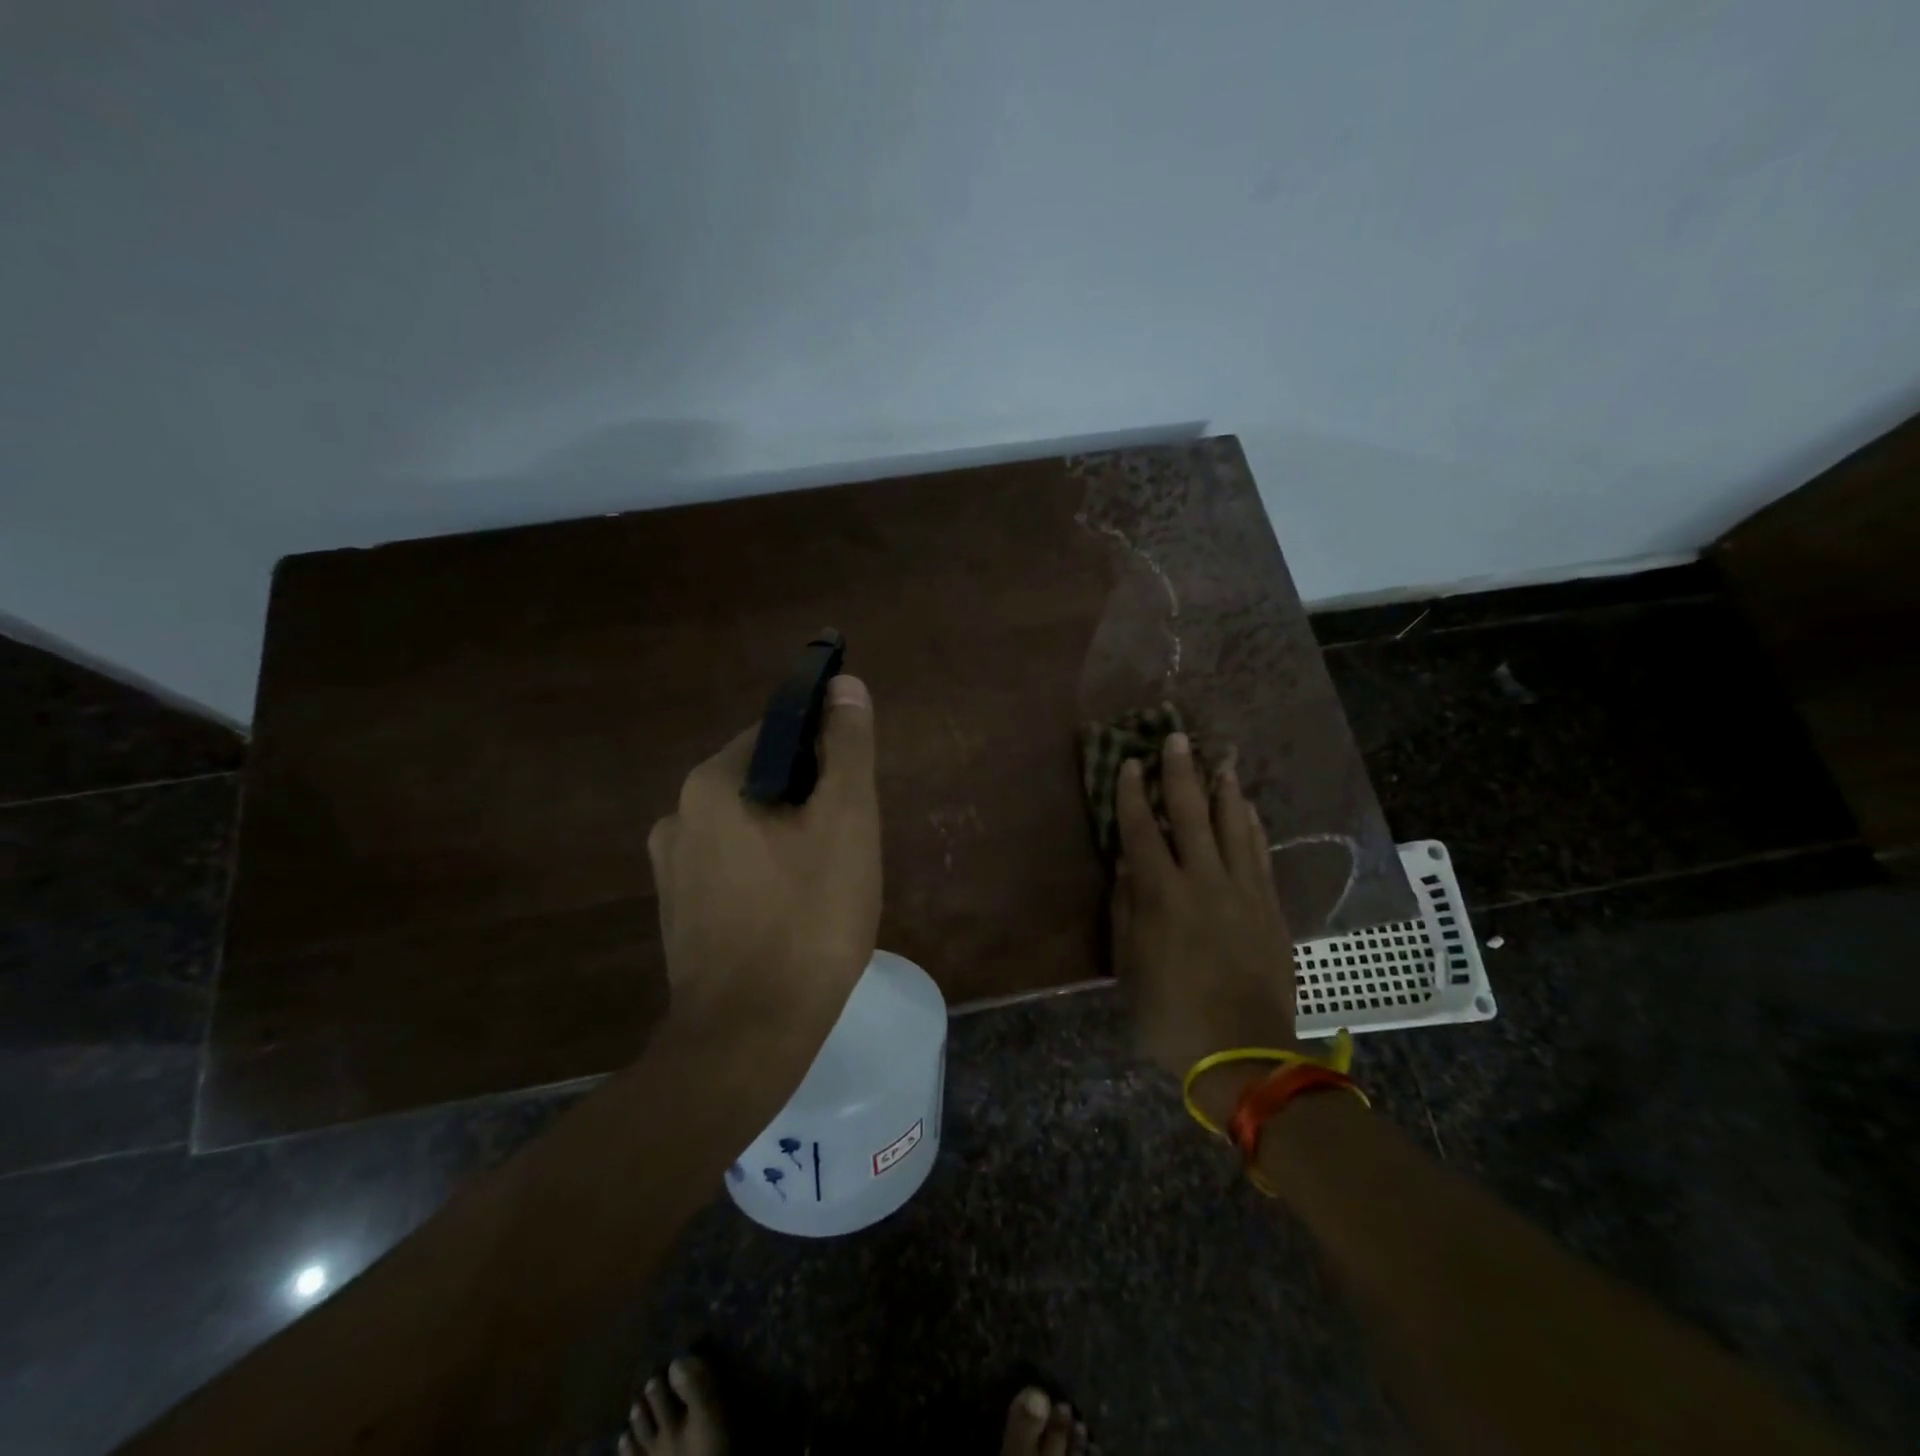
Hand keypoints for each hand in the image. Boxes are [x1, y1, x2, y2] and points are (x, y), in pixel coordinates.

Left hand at [647, 675, 881, 1065]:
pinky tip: (795, 913)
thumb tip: (845, 686)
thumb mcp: (846, 822)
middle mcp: (678, 817)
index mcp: (711, 785)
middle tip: (850, 845)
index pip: (776, 734)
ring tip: (829, 883)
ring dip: (790, 840)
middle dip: (810, 802)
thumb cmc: (808, 920)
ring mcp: (672, 871)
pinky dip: (767, 875)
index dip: (824, 754)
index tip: (854, 793)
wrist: (750, 1038)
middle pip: (762, 782)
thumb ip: (847, 748)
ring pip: (749, 829)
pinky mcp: (679, 914)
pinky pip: (733, 870)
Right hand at [1111, 733, 1297, 1117]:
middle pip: (1190, 815)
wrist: (1244, 1054)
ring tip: (1221, 761)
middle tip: (1178, 739)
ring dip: (1224, 791)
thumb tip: (1125, 867)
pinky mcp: (1269, 908)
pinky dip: (1254, 827)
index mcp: (1162, 896)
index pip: (1141, 831)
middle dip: (1181, 774)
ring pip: (1233, 827)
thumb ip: (1126, 912)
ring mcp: (1243, 892)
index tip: (1128, 764)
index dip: (1131, 795)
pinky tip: (1250, 809)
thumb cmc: (1172, 1015)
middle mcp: (1203, 881)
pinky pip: (1261, 855)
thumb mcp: (1130, 968)